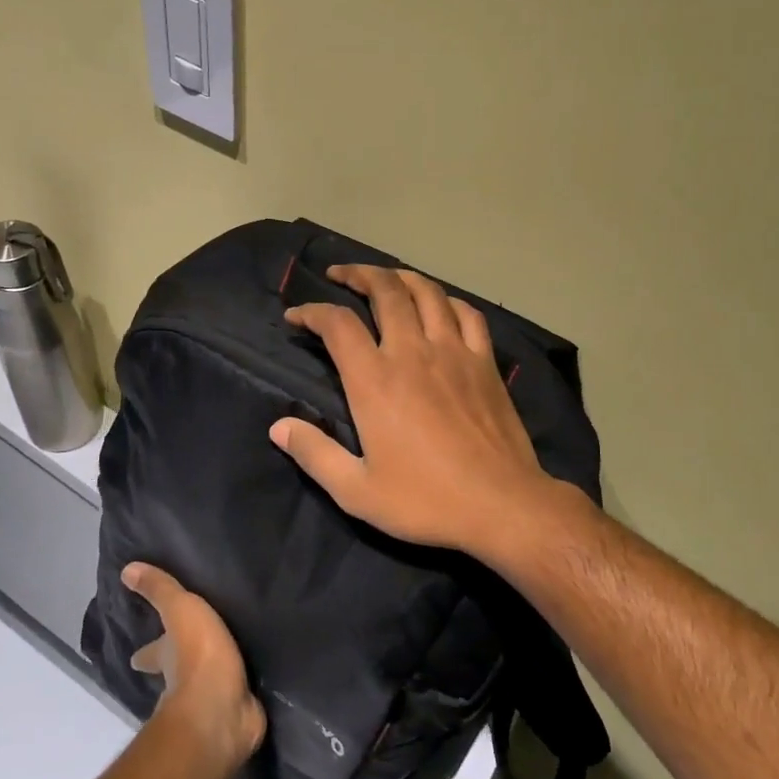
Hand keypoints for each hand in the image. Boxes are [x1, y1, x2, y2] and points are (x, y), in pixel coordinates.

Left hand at [123, 563, 265, 770]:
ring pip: (205, 684)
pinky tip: (251, 681)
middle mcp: (180, 682)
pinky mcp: (236, 710)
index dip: (144, 653)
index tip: (136, 655)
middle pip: (174, 672)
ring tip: (228, 660)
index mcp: (166, 657)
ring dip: (211, 676)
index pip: (149, 653)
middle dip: (175, 666)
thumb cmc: (197, 655)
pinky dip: (240, 690)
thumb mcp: (179, 611)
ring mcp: (209, 699)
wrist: (222, 708)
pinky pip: (237, 694)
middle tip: (183, 657)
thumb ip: (160, 590)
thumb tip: (126, 570)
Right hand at [270, 264, 566, 556]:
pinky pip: (468, 314)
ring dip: (400, 277)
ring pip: (427, 292)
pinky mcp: (485, 362)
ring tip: (385, 278)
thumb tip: (278, 427)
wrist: (500, 504)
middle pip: (385, 290)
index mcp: (375, 380)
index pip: (337, 324)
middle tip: (340, 275)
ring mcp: (454, 352)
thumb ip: (314, 454)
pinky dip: (448, 300)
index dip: (312, 312)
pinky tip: (440, 305)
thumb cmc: (425, 500)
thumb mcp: (356, 490)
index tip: (296, 316)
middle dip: (358, 274)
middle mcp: (413, 352)